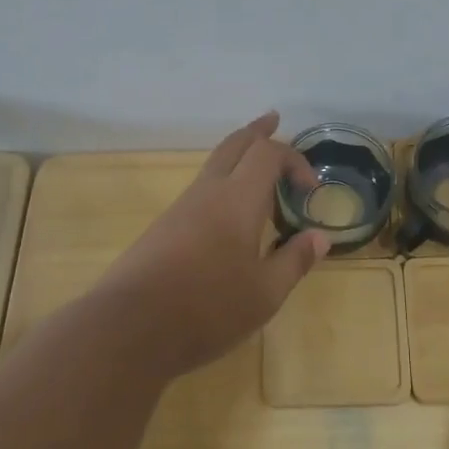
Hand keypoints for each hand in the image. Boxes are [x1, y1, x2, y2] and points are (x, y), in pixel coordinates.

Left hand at [94, 112, 328, 379]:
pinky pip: (201, 190)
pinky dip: (223, 183)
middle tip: (273, 120)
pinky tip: (229, 210)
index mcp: (238, 200)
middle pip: (234, 145)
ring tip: (257, 165)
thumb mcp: (264, 293)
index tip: (311, 188)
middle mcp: (208, 193)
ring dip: (238, 156)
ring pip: (214, 166)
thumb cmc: (207, 309)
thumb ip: (294, 261)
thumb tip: (320, 237)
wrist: (128, 328)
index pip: (268, 154)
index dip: (294, 160)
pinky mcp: (164, 228)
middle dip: (257, 131)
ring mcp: (181, 208)